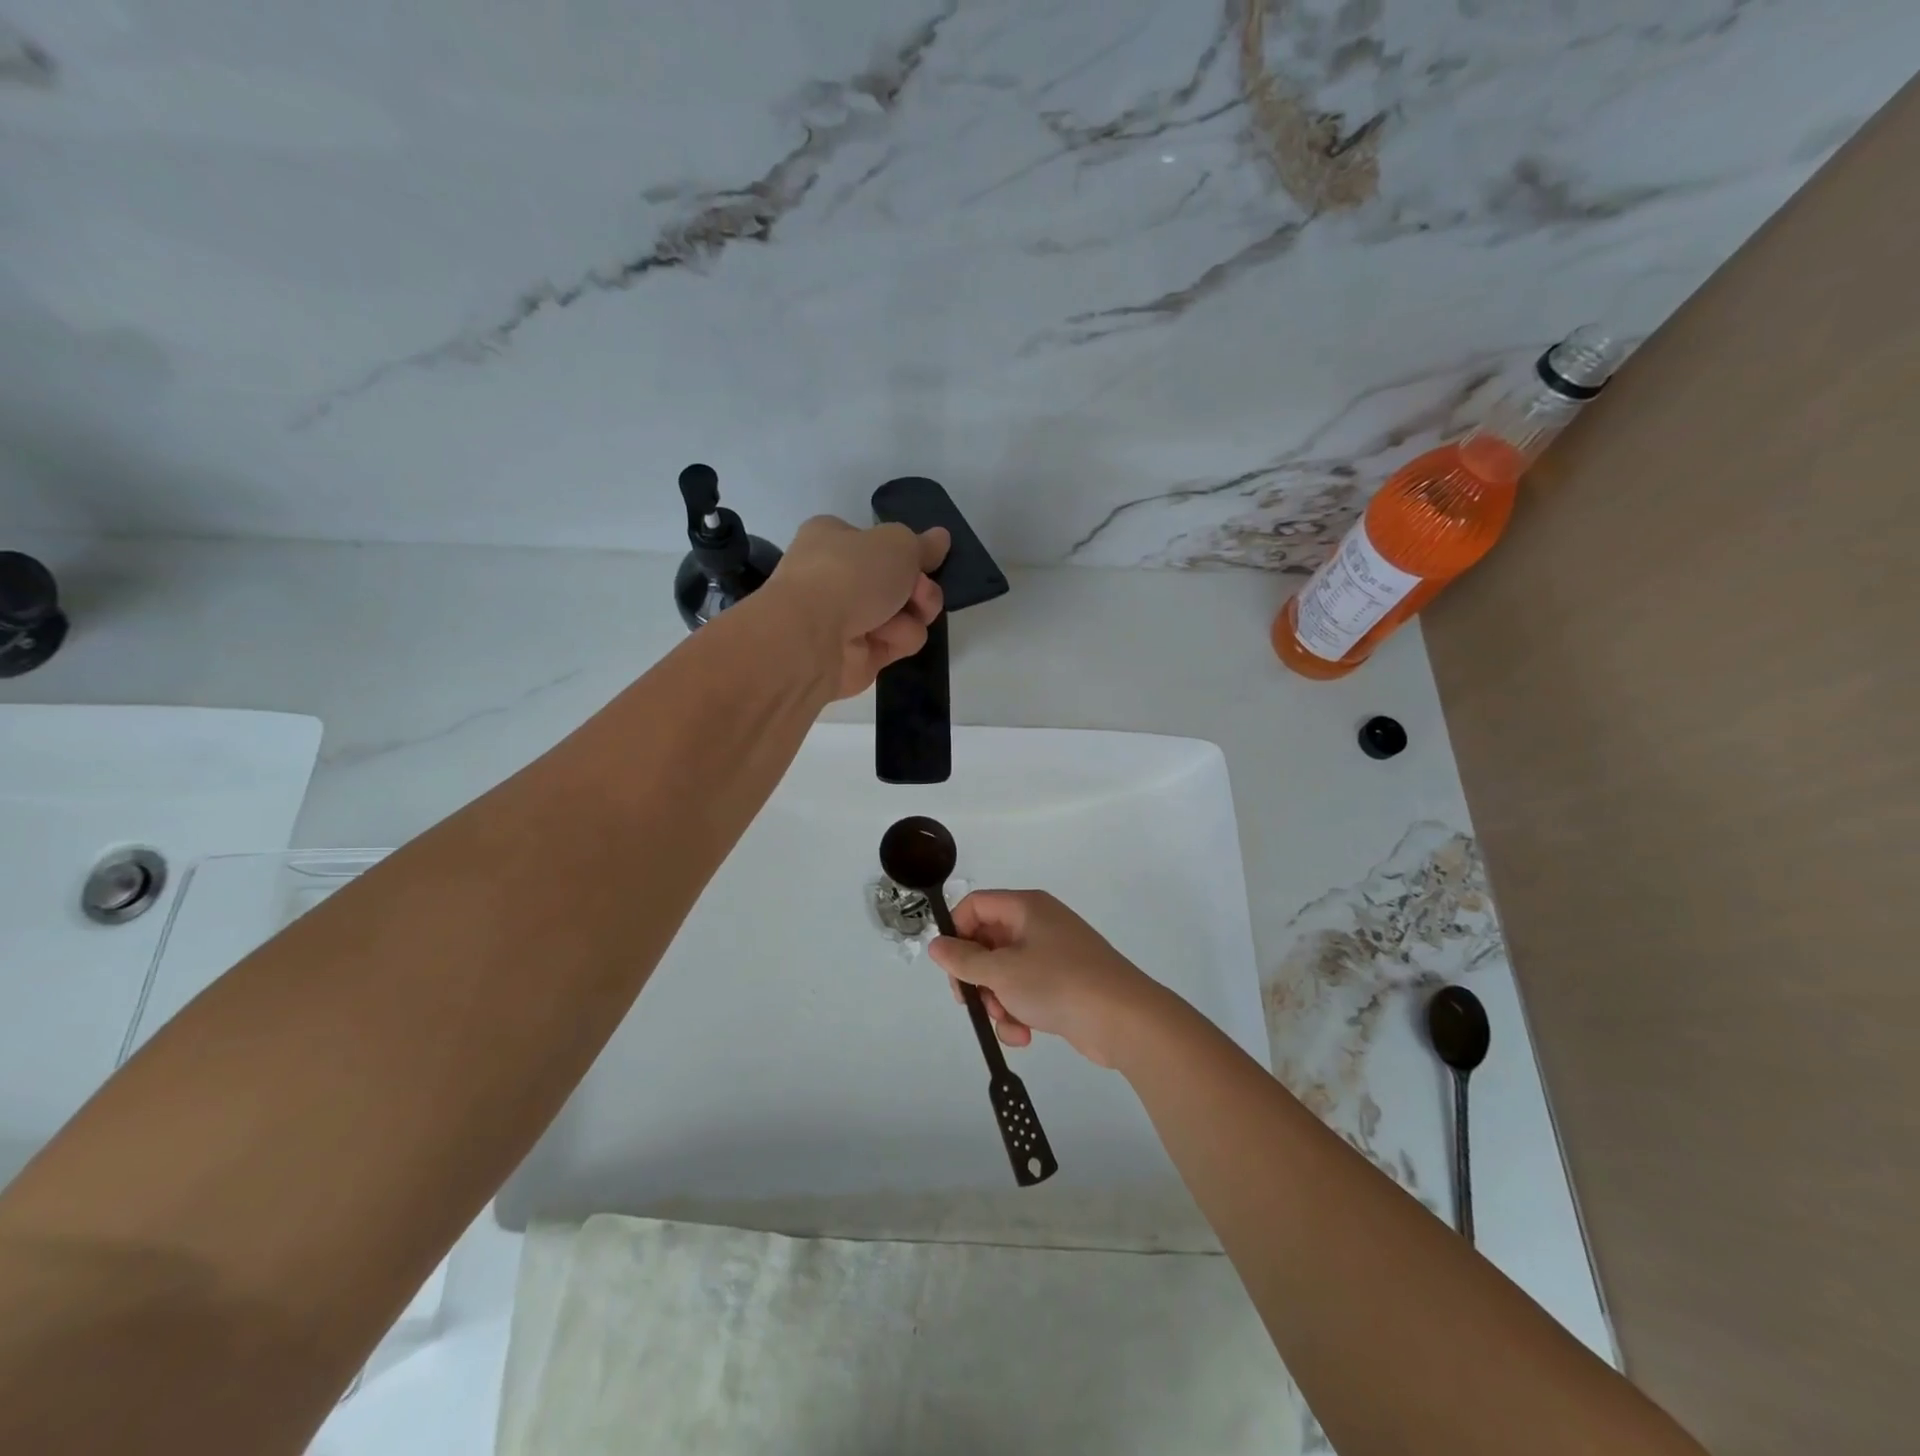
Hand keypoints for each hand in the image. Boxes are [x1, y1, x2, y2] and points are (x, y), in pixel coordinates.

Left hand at [771, 517, 949, 698]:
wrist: (812, 637)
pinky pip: (897, 643)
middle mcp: (838, 578)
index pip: (879, 542)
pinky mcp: (859, 655)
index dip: (907, 552)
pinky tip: (882, 639)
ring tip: (898, 617)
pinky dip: (898, 640)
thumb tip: (941, 537)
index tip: (927, 560)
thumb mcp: (897, 543)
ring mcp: (848, 619)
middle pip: (900, 581)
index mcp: (834, 539)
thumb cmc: (849, 574)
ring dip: (913, 614)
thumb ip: (922, 544)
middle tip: (919, 591)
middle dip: (919, 587)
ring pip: (906, 614)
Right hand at [927, 891, 1167, 1068]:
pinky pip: (1026, 991)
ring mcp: (1052, 954)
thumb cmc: (1058, 984)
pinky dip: (1019, 1012)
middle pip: (987, 942)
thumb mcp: (1002, 972)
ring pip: (1004, 973)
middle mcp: (1038, 924)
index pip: (975, 906)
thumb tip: (935, 944)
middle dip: (977, 978)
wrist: (1124, 1020)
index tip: (951, 967)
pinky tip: (1024, 1035)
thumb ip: (963, 959)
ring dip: (998, 1002)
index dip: (957, 933)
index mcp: (1025, 907)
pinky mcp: (1062, 983)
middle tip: (972, 1002)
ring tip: (1008, 1023)